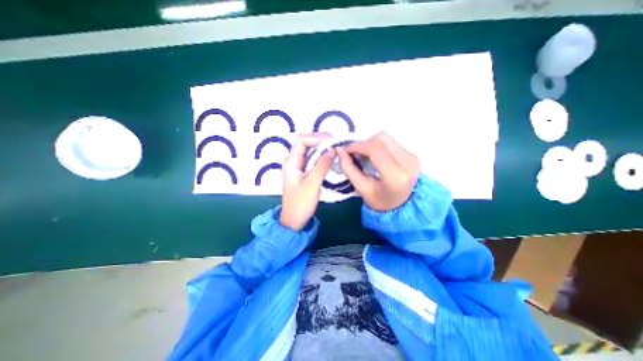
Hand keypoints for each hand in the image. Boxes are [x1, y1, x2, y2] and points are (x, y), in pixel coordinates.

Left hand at [280, 133, 334, 231]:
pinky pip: (312, 160)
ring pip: (310, 151)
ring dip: (322, 149)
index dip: (316, 137)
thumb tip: (332, 150)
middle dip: (321, 141)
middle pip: (306, 143)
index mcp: (291, 162)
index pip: (302, 140)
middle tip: (336, 144)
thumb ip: (322, 166)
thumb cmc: (300, 204)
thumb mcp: (312, 184)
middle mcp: (293, 161)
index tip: (331, 142)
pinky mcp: (303, 173)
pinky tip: (330, 159)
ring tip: (335, 150)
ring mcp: (298, 167)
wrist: (294, 221)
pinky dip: (321, 157)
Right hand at [337, 133, 422, 211]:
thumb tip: (340, 150)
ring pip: (386, 138)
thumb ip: (348, 169)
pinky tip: (374, 157)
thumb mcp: (361, 188)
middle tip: (354, 154)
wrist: (401, 207)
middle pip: (382, 139)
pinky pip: (391, 142)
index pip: (375, 149)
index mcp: (396, 176)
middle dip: (364, 143)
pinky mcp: (413, 155)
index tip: (346, 151)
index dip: (358, 146)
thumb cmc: (379, 201)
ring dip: (370, 144)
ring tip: (364, 156)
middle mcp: (408, 164)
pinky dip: (378, 146)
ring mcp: (413, 158)